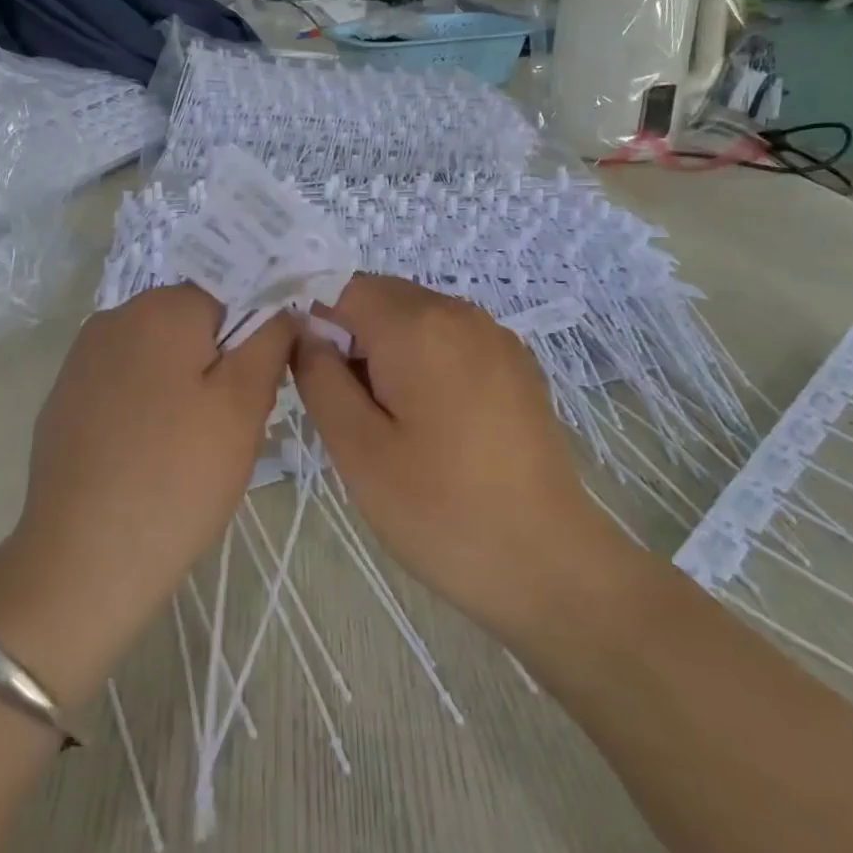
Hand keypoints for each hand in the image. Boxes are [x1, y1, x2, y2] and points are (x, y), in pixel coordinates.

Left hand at [0, 286, 292, 705]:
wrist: (84, 559)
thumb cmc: (178, 476)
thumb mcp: (244, 404)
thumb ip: (270, 340)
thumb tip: (282, 308)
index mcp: (160, 307)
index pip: (230, 297)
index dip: (253, 341)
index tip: (256, 394)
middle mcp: (114, 317)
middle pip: (192, 325)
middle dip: (219, 364)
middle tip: (227, 427)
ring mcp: (81, 359)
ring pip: (159, 356)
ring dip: (183, 387)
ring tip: (188, 448)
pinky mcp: (64, 399)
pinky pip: (125, 385)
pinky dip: (146, 408)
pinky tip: (147, 457)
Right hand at [290, 276, 618, 640]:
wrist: (548, 564)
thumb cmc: (439, 509)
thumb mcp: (356, 448)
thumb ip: (319, 377)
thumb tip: (304, 333)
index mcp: (418, 325)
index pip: (343, 288)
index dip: (314, 321)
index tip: (309, 376)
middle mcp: (461, 313)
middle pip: (382, 298)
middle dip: (351, 338)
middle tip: (348, 409)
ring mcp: (496, 337)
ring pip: (416, 319)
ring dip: (387, 352)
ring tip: (389, 423)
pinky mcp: (517, 366)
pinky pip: (451, 341)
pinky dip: (425, 362)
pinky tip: (433, 424)